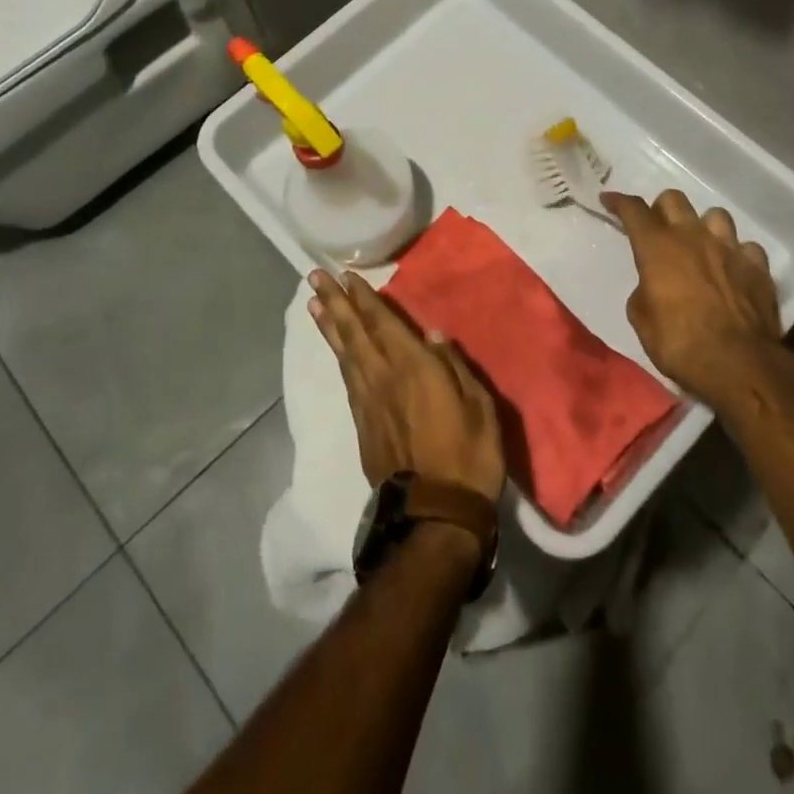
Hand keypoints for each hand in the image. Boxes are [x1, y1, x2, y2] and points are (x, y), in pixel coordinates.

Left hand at [307, 270, 506, 503]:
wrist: (436, 516)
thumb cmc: (468, 456)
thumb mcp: (478, 406)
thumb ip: (454, 366)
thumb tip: (433, 336)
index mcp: (414, 368)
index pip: (383, 324)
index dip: (364, 299)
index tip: (347, 276)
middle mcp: (384, 378)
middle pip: (355, 334)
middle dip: (336, 303)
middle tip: (316, 279)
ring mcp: (369, 403)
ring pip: (345, 355)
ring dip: (330, 327)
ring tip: (315, 305)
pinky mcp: (363, 426)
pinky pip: (347, 380)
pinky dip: (339, 358)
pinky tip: (337, 351)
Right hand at [603, 189, 787, 409]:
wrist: (739, 364)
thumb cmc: (680, 344)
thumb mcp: (642, 320)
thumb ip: (644, 290)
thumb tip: (653, 285)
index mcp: (658, 247)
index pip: (634, 210)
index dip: (619, 201)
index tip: (609, 199)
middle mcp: (693, 237)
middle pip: (673, 200)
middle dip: (661, 210)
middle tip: (658, 230)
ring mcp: (729, 248)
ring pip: (714, 215)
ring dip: (703, 227)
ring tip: (700, 247)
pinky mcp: (758, 266)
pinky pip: (746, 246)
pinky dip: (736, 254)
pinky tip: (733, 269)